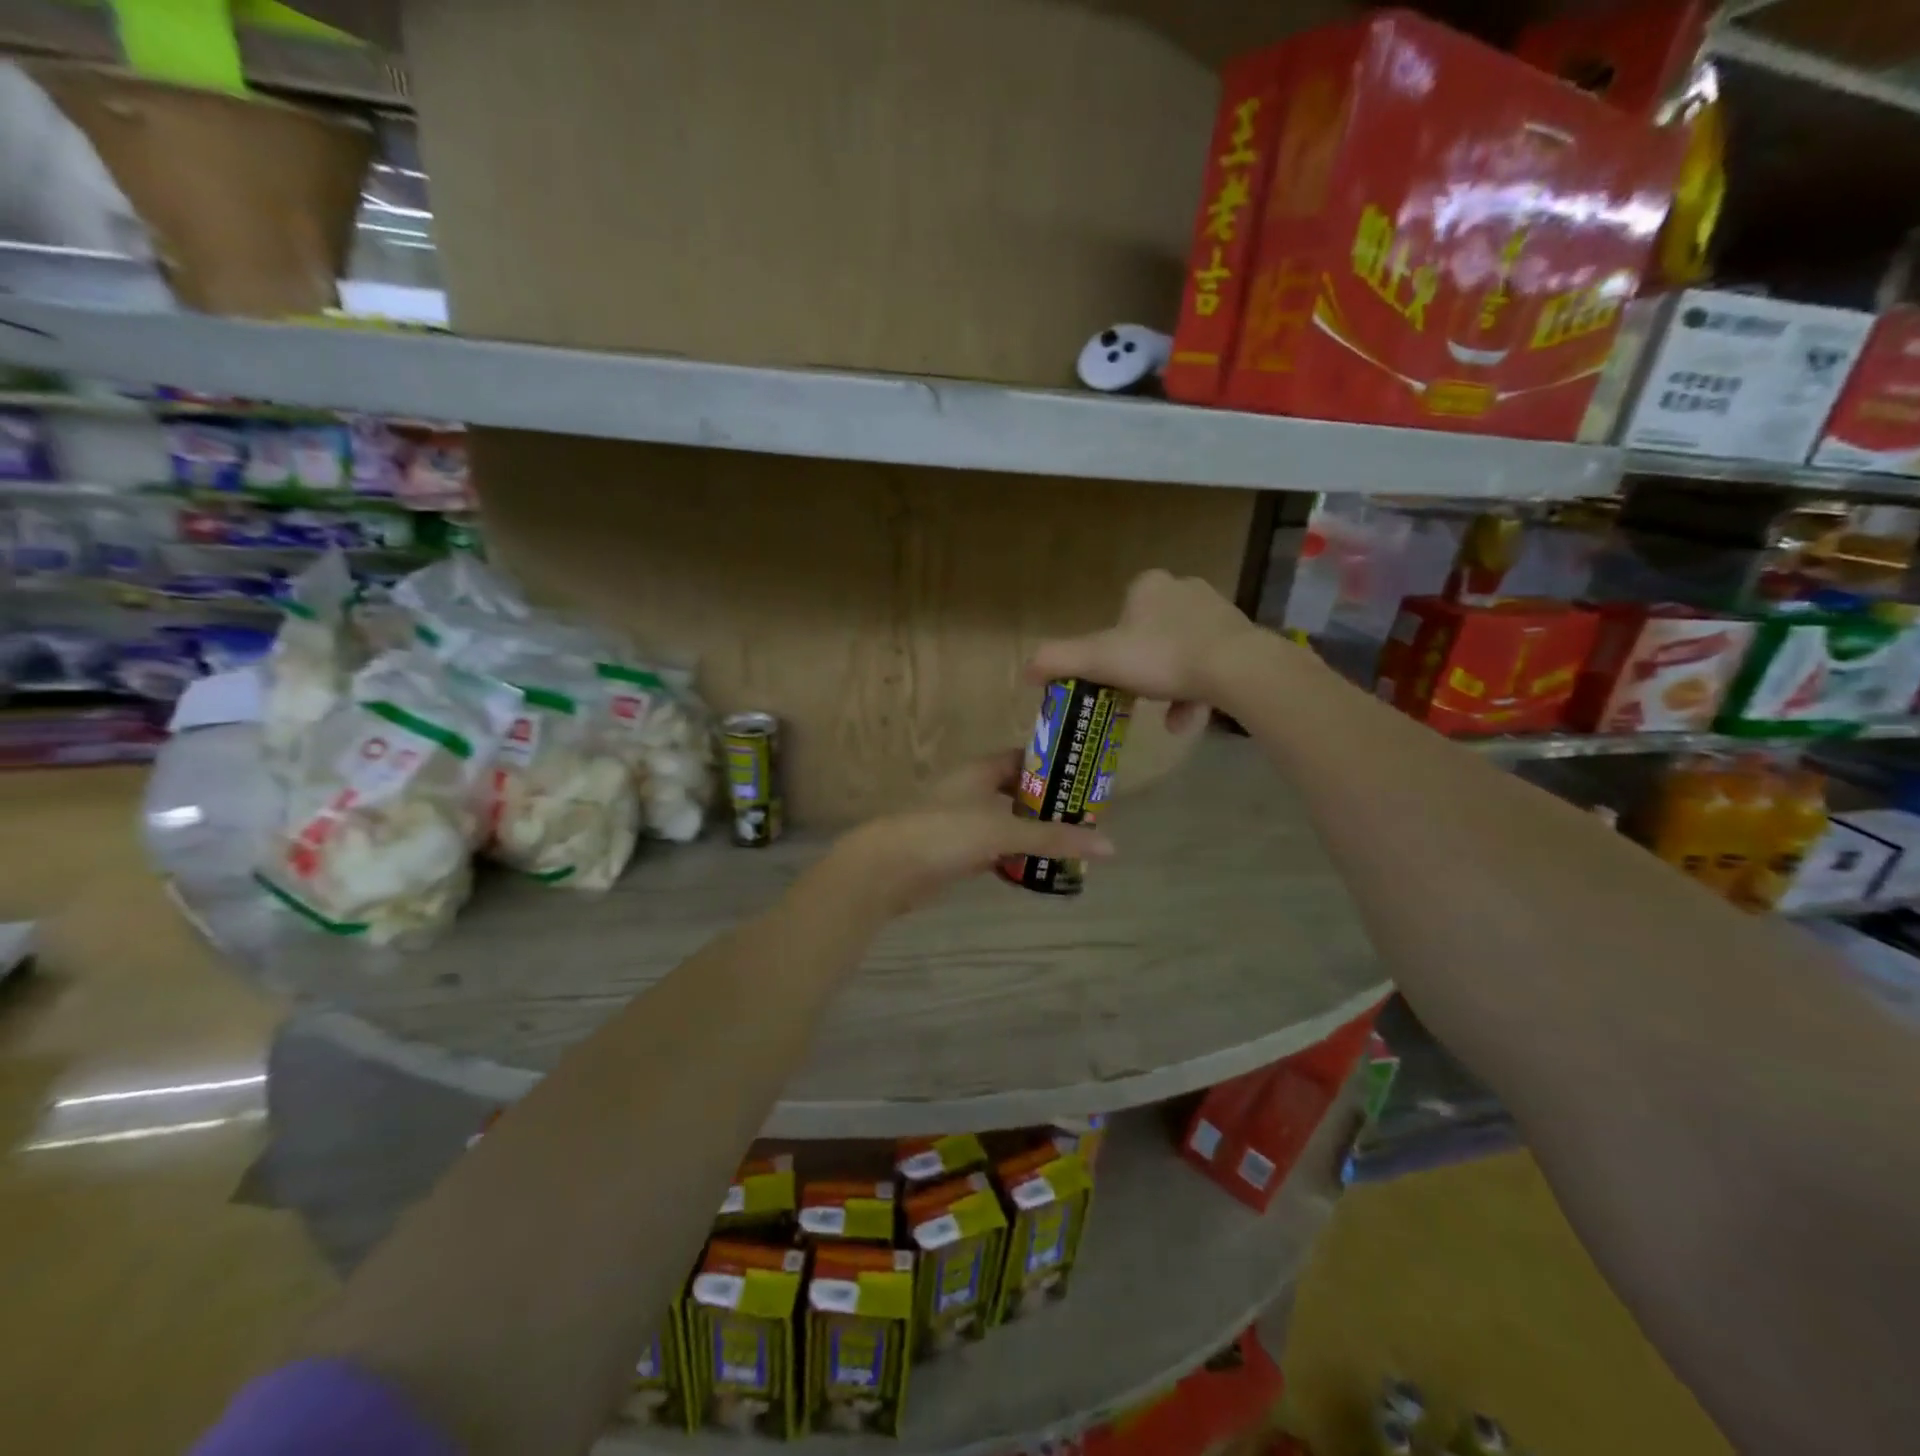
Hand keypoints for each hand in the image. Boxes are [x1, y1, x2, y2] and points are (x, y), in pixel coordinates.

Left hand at [832, 750, 1115, 917]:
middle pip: (1017, 792)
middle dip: (1047, 805)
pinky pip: (993, 850)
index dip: (1053, 766)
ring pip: (1006, 823)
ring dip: (1031, 834)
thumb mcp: (1002, 830)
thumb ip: (1053, 838)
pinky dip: (1013, 857)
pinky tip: (1036, 870)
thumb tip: (1110, 846)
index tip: (1084, 779)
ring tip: (1070, 846)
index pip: (1024, 758)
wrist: (887, 868)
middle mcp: (970, 790)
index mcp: (979, 771)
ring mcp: (961, 822)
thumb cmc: (944, 833)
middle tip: (1084, 819)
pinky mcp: (955, 852)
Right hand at [1026, 569, 1278, 729]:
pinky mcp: (1242, 638)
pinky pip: (1209, 666)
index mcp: (1149, 586)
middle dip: (1142, 672)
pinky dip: (1196, 693)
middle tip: (1137, 699)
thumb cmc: (1161, 657)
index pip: (1120, 615)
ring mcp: (1217, 612)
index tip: (1113, 675)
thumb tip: (1024, 671)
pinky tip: (1188, 720)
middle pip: (1150, 636)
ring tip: (1167, 720)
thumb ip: (1058, 661)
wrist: (1237, 669)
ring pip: (1180, 654)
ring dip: (1168, 688)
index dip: (1111, 648)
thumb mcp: (1099, 660)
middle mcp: (1184, 589)